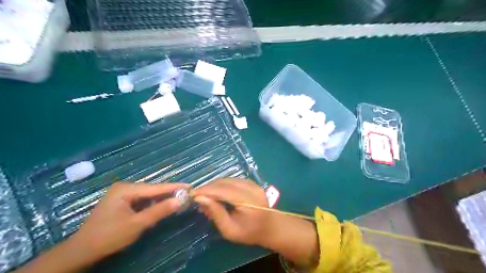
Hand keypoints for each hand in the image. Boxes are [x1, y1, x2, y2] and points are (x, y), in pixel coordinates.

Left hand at [71, 182, 187, 260]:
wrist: (82, 251)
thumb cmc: (108, 237)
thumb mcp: (137, 224)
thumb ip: (159, 211)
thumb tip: (180, 200)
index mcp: (126, 189)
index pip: (156, 188)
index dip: (174, 187)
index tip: (190, 186)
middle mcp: (125, 188)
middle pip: (153, 190)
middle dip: (170, 193)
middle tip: (188, 194)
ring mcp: (123, 194)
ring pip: (149, 195)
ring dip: (163, 199)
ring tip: (180, 199)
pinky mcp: (123, 202)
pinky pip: (143, 201)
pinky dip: (154, 204)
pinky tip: (164, 205)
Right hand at [194, 179, 276, 245]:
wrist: (270, 227)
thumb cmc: (249, 233)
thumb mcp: (230, 230)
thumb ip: (216, 213)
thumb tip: (200, 199)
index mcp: (248, 201)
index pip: (223, 190)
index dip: (206, 190)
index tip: (192, 194)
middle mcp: (251, 188)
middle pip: (225, 182)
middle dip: (208, 187)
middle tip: (197, 196)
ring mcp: (252, 183)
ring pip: (228, 179)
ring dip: (214, 185)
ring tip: (205, 195)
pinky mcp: (252, 182)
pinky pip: (233, 180)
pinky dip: (222, 185)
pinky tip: (216, 193)